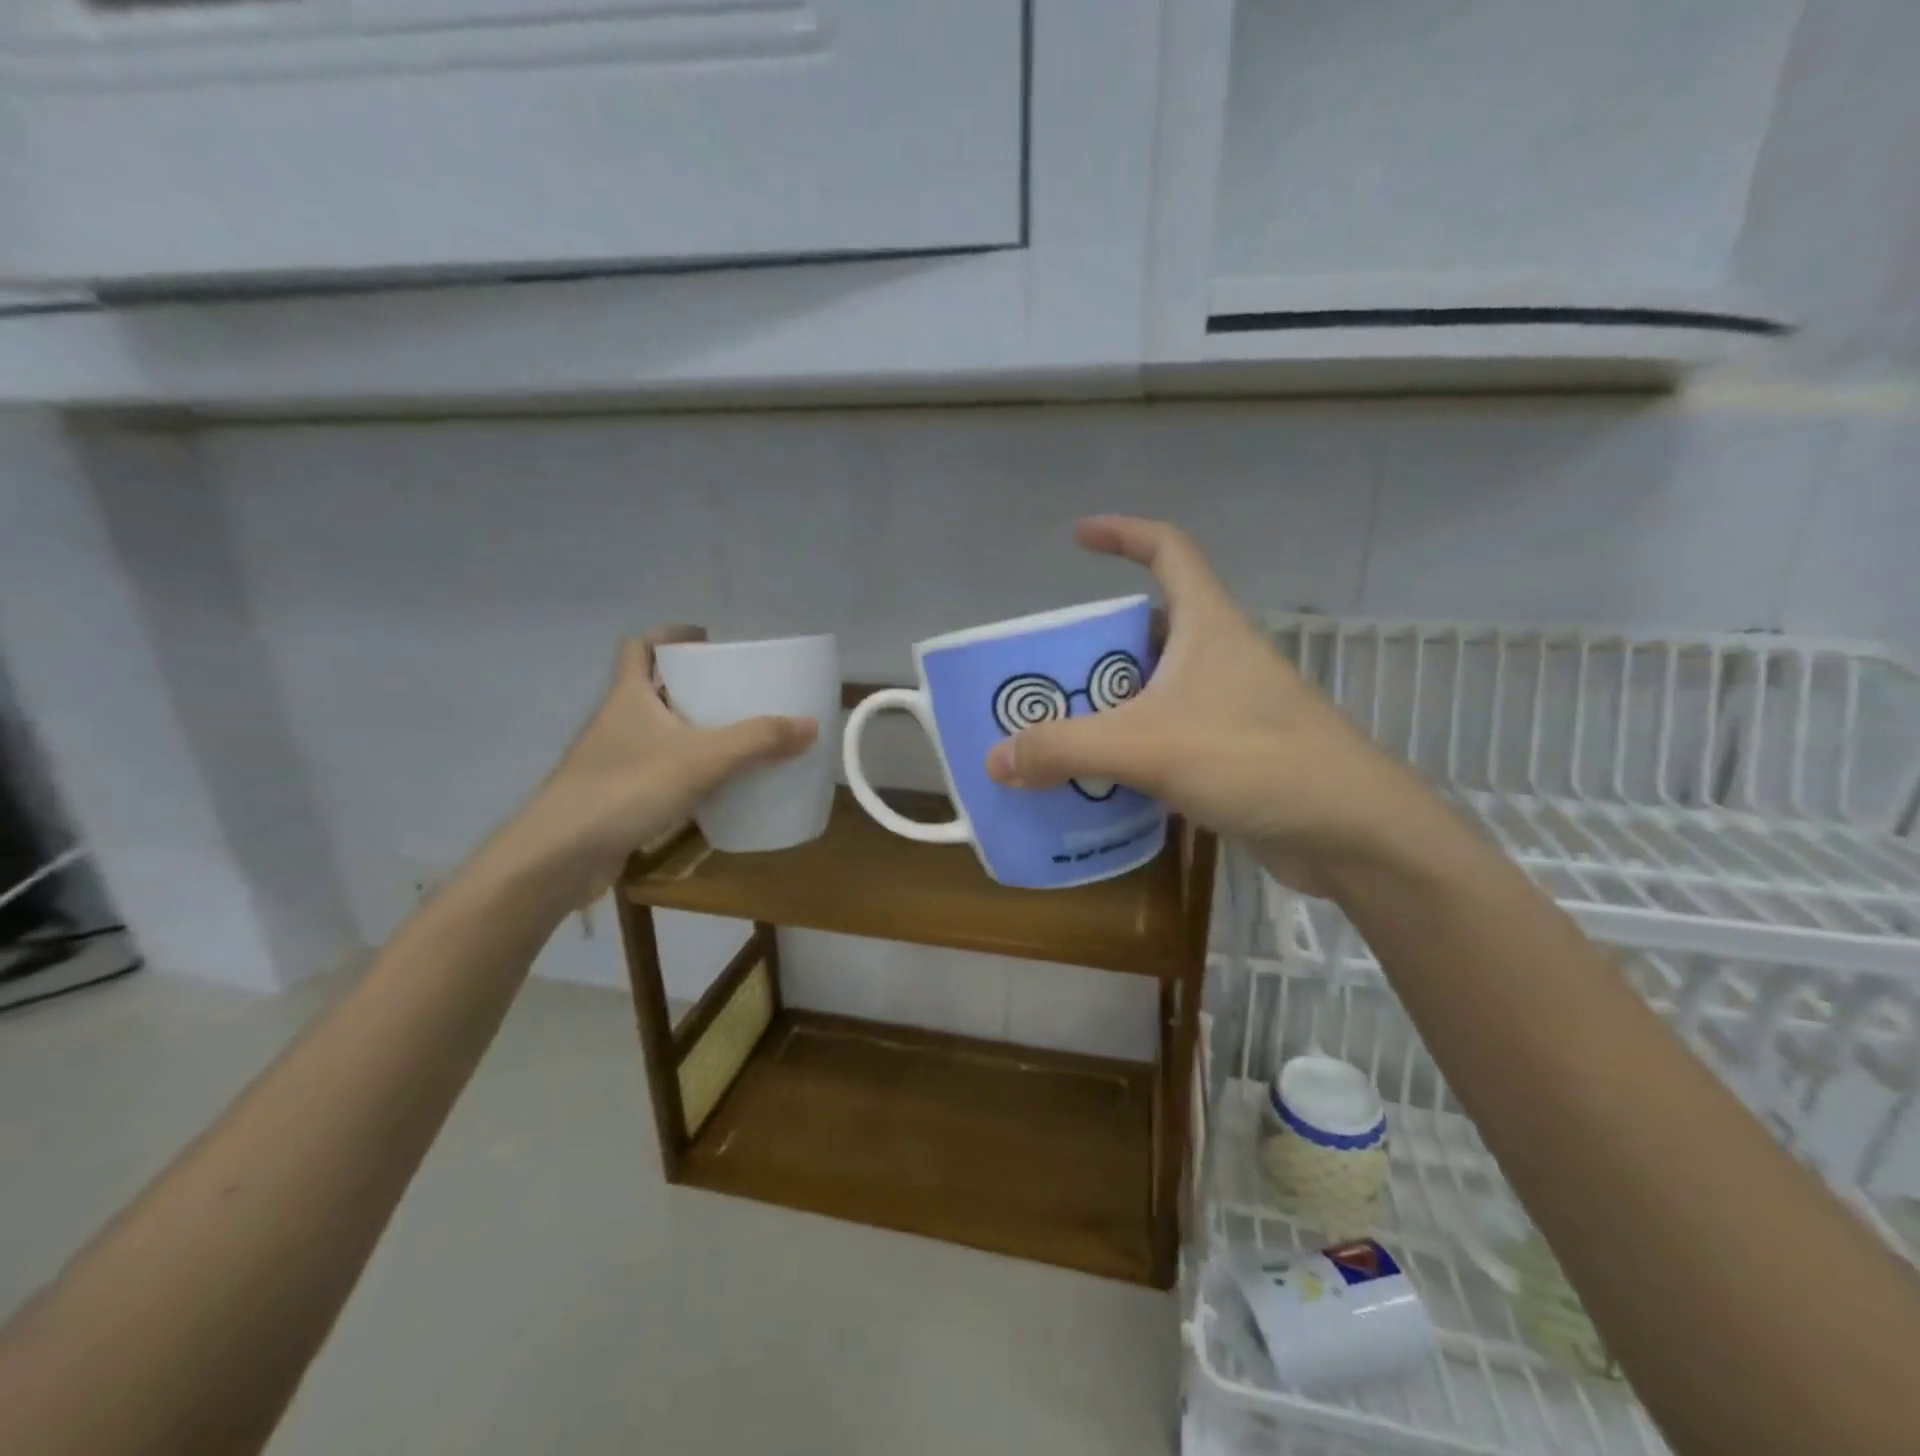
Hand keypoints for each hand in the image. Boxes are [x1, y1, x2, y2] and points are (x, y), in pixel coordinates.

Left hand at [504, 628, 817, 901]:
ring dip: (690, 729)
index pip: (640, 646)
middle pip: (653, 688)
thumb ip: (758, 741)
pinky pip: (657, 770)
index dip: (670, 635)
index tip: (707, 640)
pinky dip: (683, 770)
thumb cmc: (626, 788)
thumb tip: (811, 724)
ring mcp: (613, 760)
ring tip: (734, 736)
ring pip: (656, 731)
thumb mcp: (703, 759)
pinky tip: (713, 787)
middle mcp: (617, 721)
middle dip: (691, 685)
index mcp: (629, 696)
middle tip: (735, 691)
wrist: (560, 855)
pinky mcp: (616, 795)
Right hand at [984, 517, 1428, 888]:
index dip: (1123, 534)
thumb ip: (1066, 749)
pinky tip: (1097, 777)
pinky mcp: (1231, 754)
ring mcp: (1229, 707)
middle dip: (1096, 643)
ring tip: (1056, 725)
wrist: (1352, 833)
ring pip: (1155, 688)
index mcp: (1208, 626)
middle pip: (1149, 628)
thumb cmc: (1255, 760)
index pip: (1168, 550)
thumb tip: (996, 759)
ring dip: (1108, 702)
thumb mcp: (1147, 746)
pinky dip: (1129, 747)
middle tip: (1045, 669)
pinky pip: (1165, 736)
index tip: (1077, 537)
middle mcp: (1219, 657)